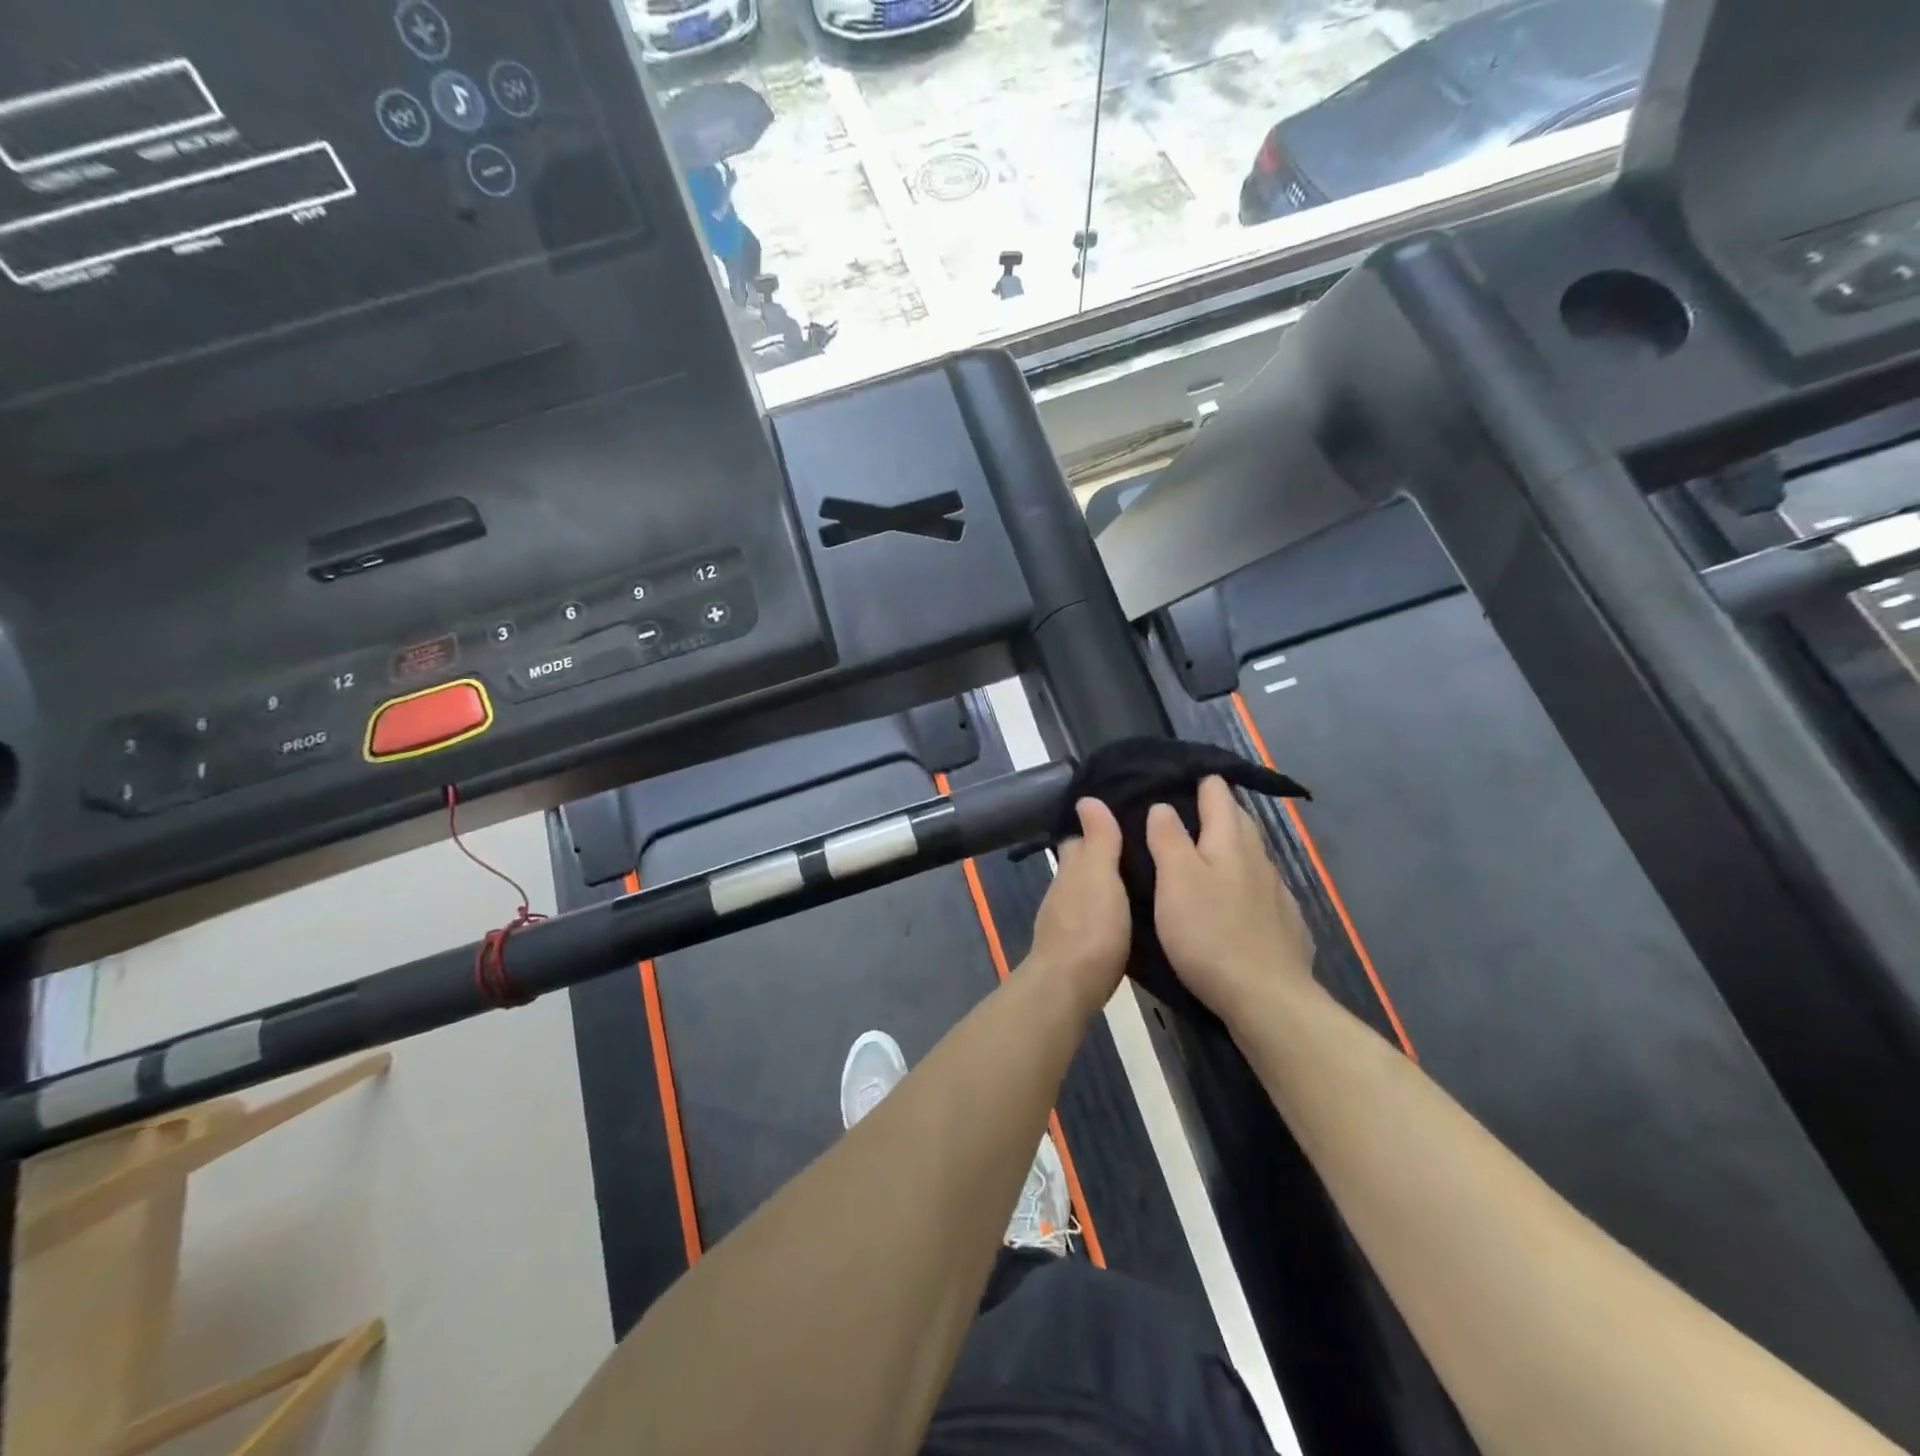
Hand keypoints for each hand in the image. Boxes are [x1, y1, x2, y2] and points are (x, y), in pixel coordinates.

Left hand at [1027, 798, 1130, 1012]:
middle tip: (1138, 850)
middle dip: (1102, 856)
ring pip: (1085, 892)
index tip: (1122, 819)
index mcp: (1071, 869)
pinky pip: (1091, 919)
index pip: (1078, 838)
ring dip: (1105, 885)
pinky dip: (1104, 912)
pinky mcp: (1074, 948)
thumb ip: (1098, 840)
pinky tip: (1124, 918)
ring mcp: (1064, 921)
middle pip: (1081, 865)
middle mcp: (1063, 890)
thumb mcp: (1101, 876)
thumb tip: (1086, 799)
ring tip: (1138, 881)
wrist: (1068, 987)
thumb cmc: (1091, 928)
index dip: (1096, 828)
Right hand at [1146, 777, 1314, 1022]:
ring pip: (1250, 853)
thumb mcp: (1176, 881)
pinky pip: (1259, 885)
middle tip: (1181, 808)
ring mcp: (1276, 891)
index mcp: (1230, 840)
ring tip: (1200, 849)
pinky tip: (1231, 896)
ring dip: (1227, 843)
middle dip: (1214, 807)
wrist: (1267, 998)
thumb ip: (1168, 838)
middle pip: (1238, 819)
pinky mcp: (1283, 922)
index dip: (1199, 780)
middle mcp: (1258, 857)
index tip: (1175, 776)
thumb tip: (1163, 805)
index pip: (1217, 793)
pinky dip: (1241, 878)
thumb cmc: (1210, 933)